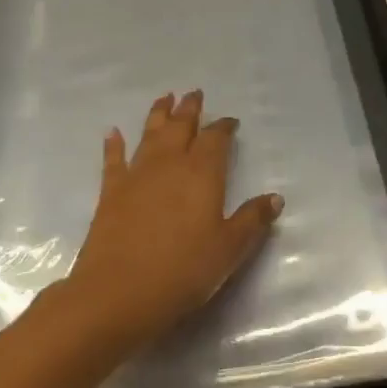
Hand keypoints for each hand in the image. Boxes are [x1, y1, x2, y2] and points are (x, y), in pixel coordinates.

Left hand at [63, 90, 283, 353]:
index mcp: (202, 173)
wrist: (117, 294)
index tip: (230, 121)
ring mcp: (137, 175)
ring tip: (164, 98)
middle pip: (181, 127)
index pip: (216, 139)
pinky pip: (113, 160)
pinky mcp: (110, 193)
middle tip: (194, 93)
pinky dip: (114, 144)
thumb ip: (252, 220)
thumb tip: (275, 198)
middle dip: (190, 109)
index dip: (224, 127)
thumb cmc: (183, 272)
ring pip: (150, 134)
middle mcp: (169, 164)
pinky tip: (112, 132)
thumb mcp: (229, 250)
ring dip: (158, 114)